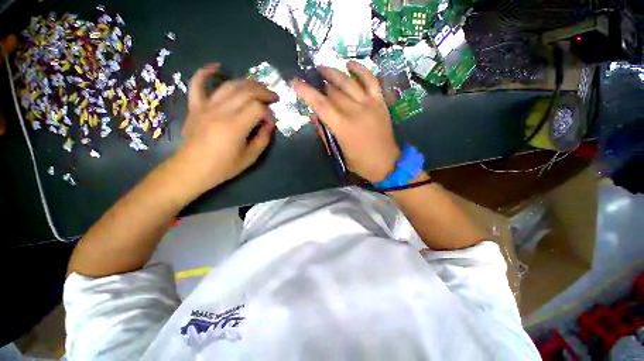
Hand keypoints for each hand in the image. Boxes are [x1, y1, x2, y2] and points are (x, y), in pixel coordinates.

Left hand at [175, 63, 278, 193]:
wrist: (192, 169)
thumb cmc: (223, 167)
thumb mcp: (250, 157)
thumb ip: (263, 139)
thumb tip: (269, 125)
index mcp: (235, 126)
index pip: (258, 108)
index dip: (269, 114)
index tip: (270, 123)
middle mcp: (221, 111)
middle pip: (246, 91)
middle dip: (264, 92)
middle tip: (273, 97)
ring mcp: (206, 106)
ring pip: (229, 85)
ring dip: (247, 83)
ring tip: (258, 87)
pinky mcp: (195, 106)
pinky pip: (197, 83)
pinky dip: (206, 72)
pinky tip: (217, 67)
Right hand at [293, 61, 399, 182]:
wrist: (386, 163)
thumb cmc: (359, 162)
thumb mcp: (338, 151)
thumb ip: (325, 133)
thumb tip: (315, 116)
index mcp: (343, 127)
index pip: (321, 105)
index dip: (307, 92)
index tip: (295, 82)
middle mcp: (356, 112)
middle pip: (334, 93)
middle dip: (319, 84)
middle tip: (310, 79)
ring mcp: (370, 104)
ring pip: (349, 83)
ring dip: (334, 73)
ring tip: (322, 68)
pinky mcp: (380, 102)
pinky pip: (371, 81)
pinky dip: (360, 71)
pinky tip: (350, 64)